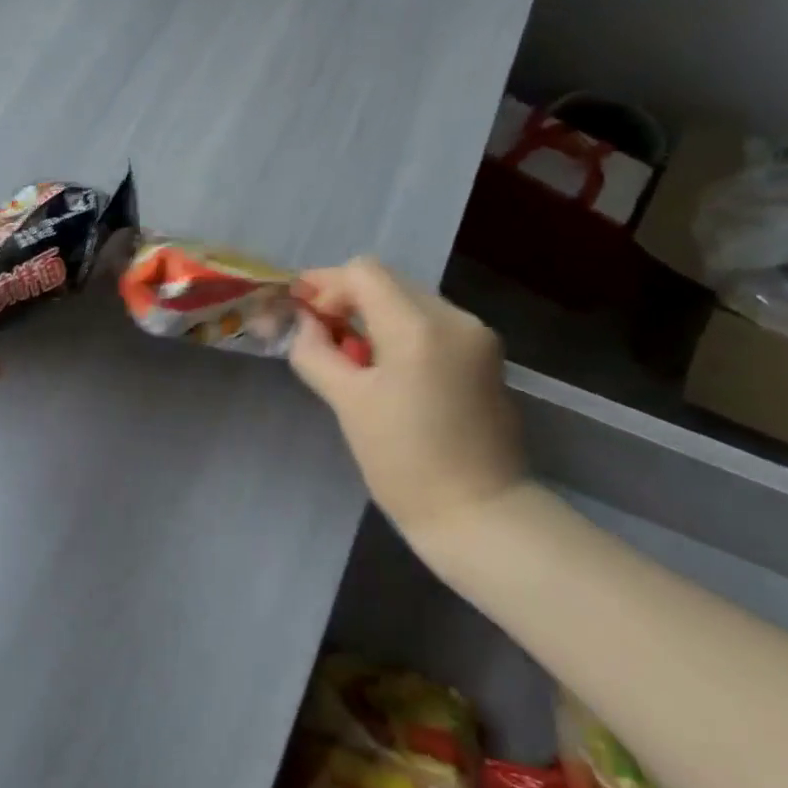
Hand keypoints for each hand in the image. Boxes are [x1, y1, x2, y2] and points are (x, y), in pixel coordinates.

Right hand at [289, 258, 526, 547]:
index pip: (364, 273)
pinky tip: (386, 367)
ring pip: (411, 301)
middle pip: (389, 282)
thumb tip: (304, 322)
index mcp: (419, 328)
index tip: (301, 311)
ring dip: (374, 315)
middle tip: (320, 335)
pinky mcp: (487, 355)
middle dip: (348, 299)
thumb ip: (316, 352)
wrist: (478, 513)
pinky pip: (433, 324)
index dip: (325, 284)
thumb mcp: (347, 405)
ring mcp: (478, 336)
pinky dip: (401, 331)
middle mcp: (456, 318)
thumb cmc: (404, 463)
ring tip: (352, 356)